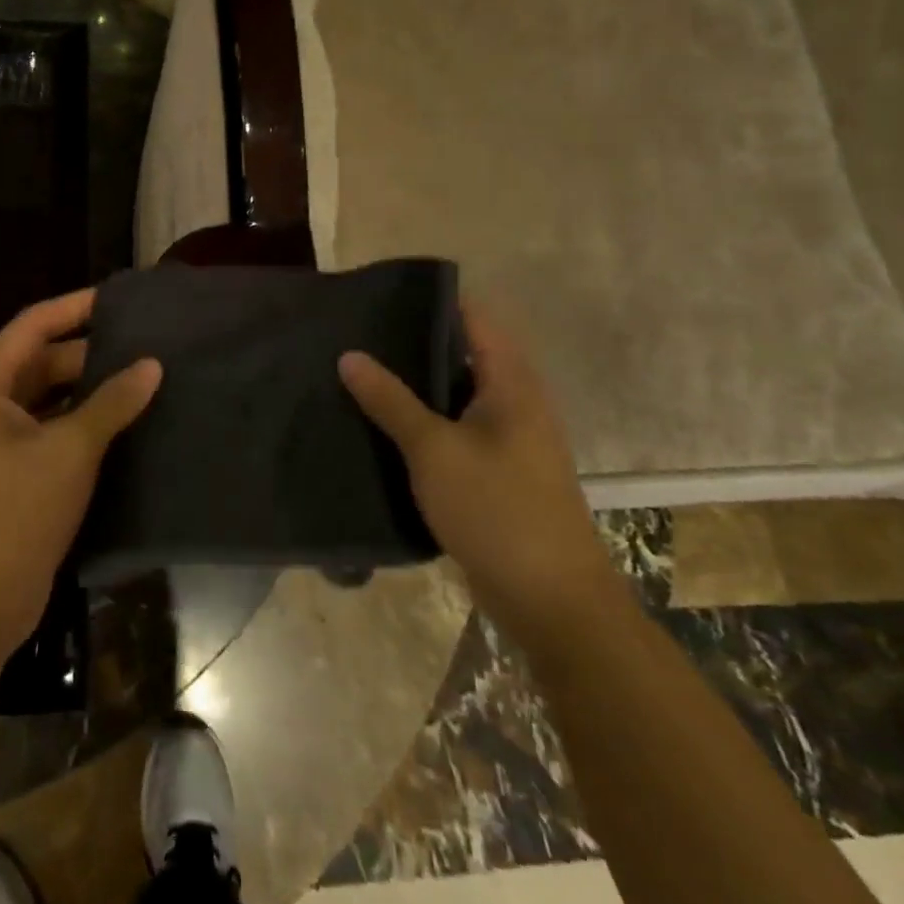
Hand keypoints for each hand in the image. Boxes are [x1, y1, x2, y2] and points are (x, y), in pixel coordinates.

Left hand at [0, 288, 161, 656]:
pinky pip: (53, 426)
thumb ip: (112, 402)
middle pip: (44, 359)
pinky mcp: (13, 469)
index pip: (35, 324)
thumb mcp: (70, 449)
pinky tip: (125, 420)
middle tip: (144, 342)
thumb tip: (152, 364)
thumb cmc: (15, 511)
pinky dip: (84, 419)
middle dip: (91, 350)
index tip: (120, 298)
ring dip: (91, 387)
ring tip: (143, 375)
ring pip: (51, 395)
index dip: (76, 306)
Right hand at [339, 301, 628, 656]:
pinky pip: (457, 432)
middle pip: (462, 356)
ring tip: (362, 376)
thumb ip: (390, 400)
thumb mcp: (433, 451)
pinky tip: (384, 429)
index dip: (431, 303)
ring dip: (417, 388)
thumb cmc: (497, 511)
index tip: (382, 299)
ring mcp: (510, 441)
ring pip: (456, 397)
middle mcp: (516, 403)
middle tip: (360, 337)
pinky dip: (425, 425)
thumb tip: (349, 355)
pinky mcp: (499, 475)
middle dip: (413, 346)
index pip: (473, 319)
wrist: (554, 604)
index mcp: (511, 383)